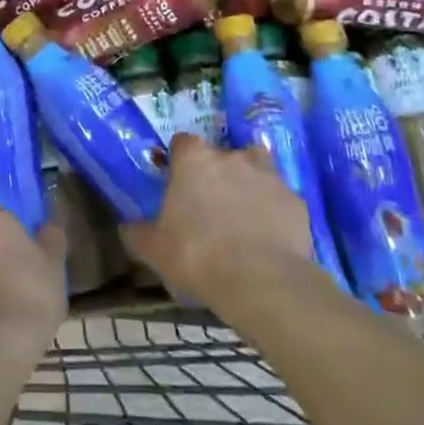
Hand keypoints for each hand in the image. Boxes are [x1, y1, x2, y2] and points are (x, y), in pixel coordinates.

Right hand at [123, 134, 310, 308]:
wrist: (260, 281)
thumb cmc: (197, 255)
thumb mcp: (154, 249)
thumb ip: (139, 233)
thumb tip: (128, 228)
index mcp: (194, 160)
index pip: (183, 143)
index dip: (180, 161)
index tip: (178, 183)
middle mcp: (232, 157)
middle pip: (222, 155)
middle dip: (217, 174)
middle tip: (211, 206)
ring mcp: (268, 176)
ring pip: (257, 169)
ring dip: (250, 184)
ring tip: (245, 215)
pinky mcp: (295, 201)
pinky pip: (280, 200)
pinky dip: (275, 212)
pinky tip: (270, 238)